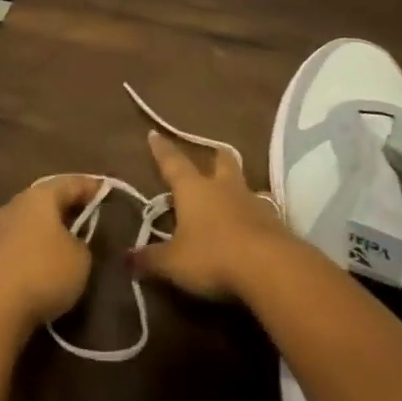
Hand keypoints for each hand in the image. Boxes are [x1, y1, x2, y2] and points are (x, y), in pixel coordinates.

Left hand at [0, 176, 102, 331]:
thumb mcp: (80, 259)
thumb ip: (82, 243)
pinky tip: (44, 262)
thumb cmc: (44, 273)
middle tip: (87, 215)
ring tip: (67, 242)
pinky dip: (34, 248)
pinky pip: (20, 242)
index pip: (71, 183)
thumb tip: (72, 243)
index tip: (106, 190)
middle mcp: (17, 203)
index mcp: (41, 196)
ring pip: (31, 221)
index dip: (91, 187)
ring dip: (48, 229)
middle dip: (67, 207)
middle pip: (48, 199)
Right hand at [130, 130, 291, 300]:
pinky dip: (253, 215)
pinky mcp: (274, 222)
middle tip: (213, 154)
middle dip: (215, 156)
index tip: (154, 133)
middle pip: (222, 161)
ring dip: (237, 187)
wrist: (269, 268)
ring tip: (232, 195)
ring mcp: (252, 202)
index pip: (173, 163)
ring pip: (243, 184)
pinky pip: (261, 211)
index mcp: (194, 189)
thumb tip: (126, 258)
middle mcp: (223, 187)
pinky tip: (251, 227)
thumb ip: (151, 259)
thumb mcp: (174, 263)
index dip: (161, 150)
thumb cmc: (212, 256)